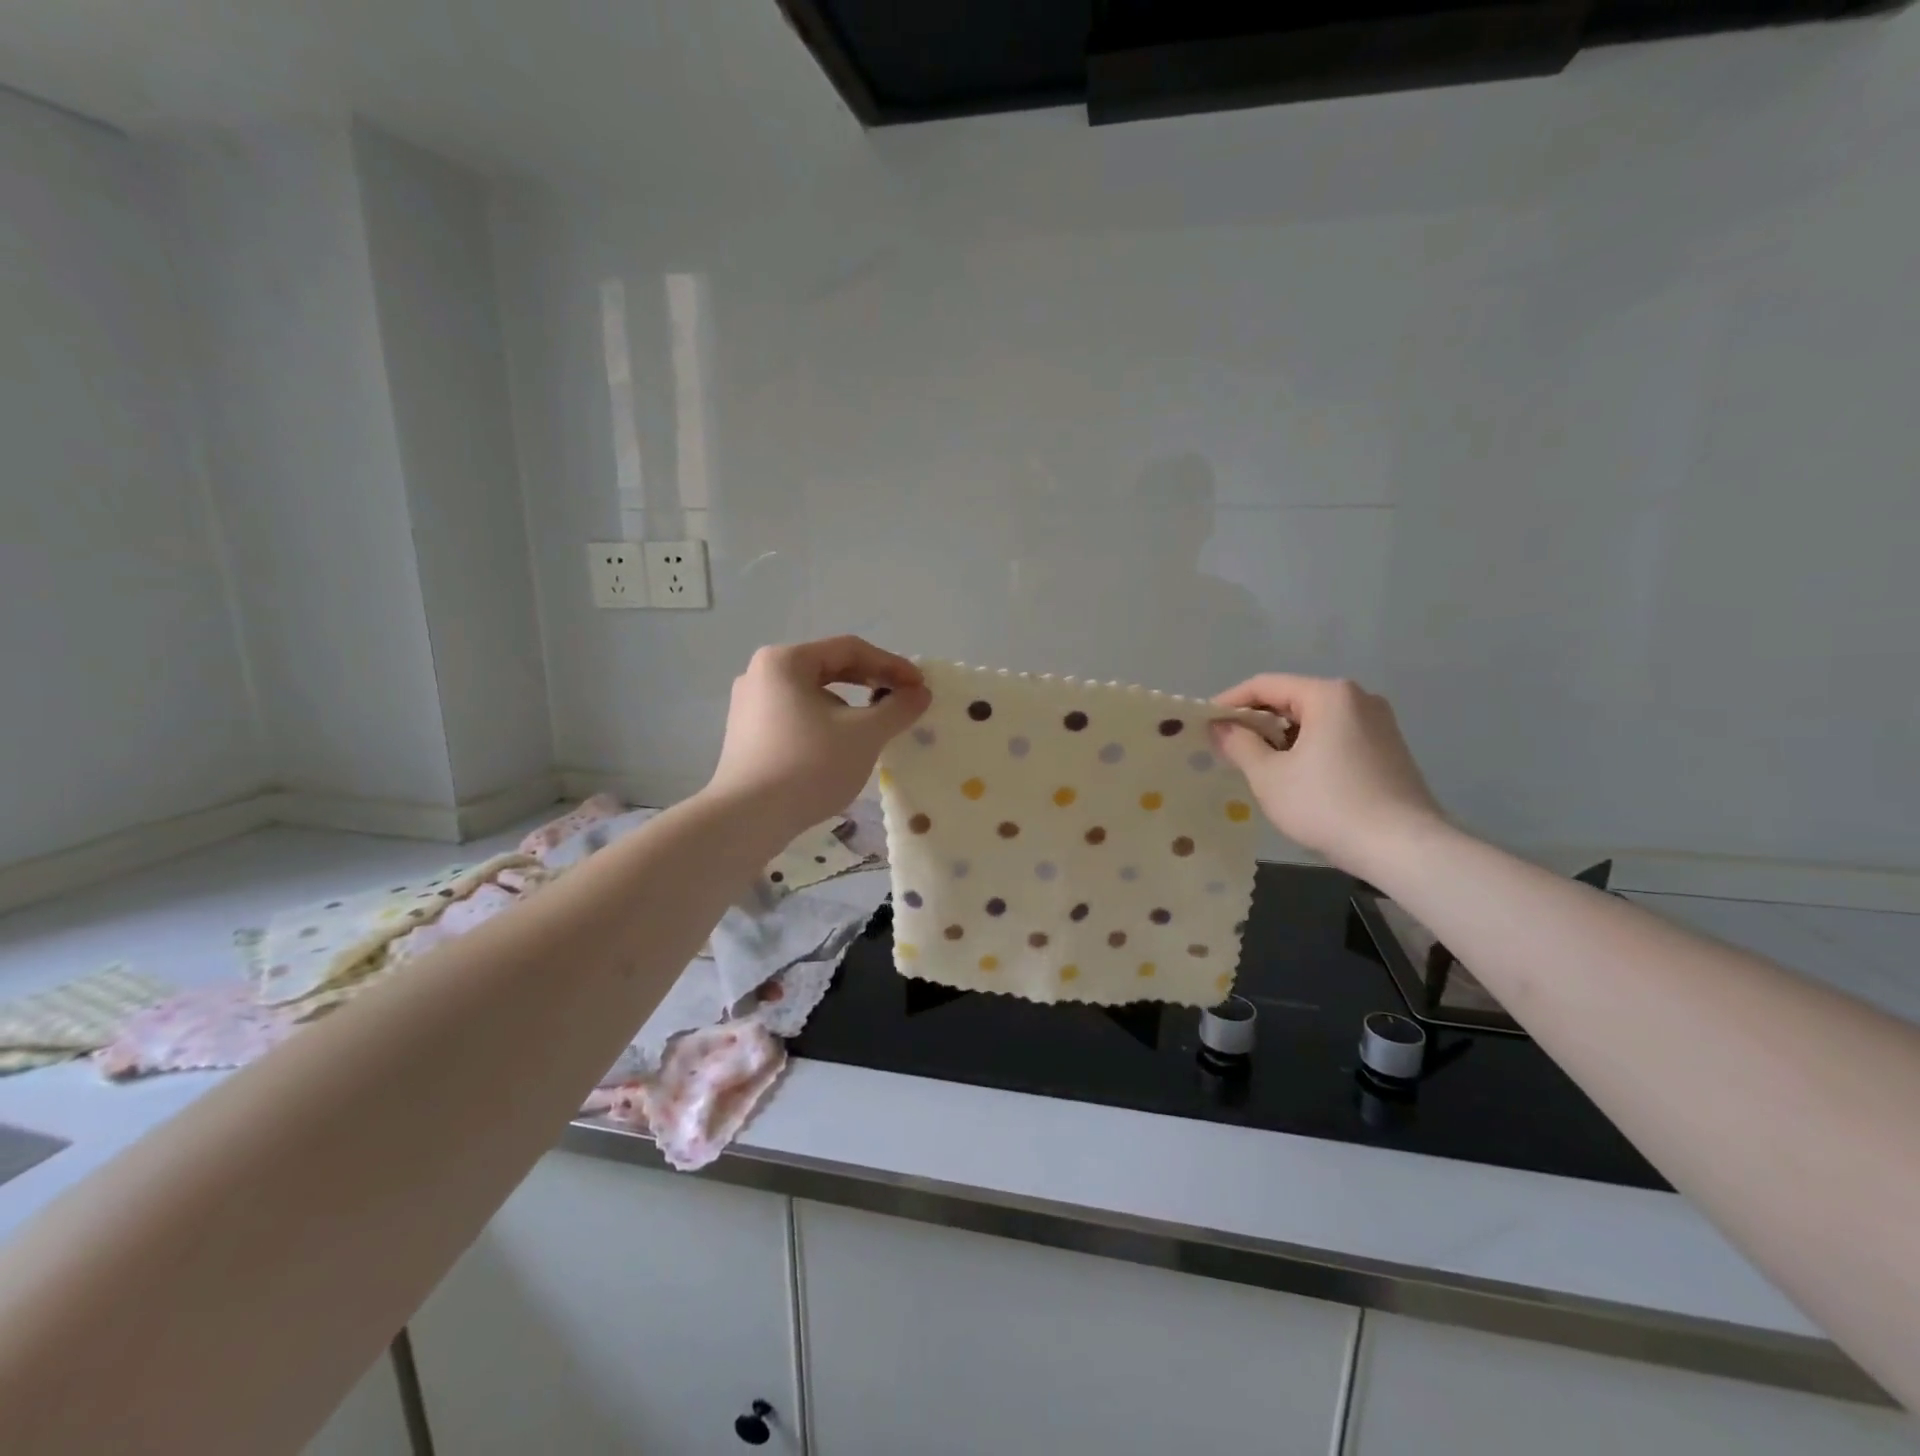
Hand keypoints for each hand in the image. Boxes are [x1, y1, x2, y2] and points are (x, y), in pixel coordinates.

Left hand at [707, 636, 929, 833]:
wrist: (748, 818)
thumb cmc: (809, 765)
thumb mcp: (865, 734)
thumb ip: (897, 708)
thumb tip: (920, 693)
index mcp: (786, 660)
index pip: (850, 649)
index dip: (892, 665)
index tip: (920, 687)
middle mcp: (762, 673)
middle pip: (829, 667)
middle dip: (871, 682)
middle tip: (903, 700)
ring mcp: (750, 704)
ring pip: (813, 693)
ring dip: (851, 704)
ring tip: (878, 724)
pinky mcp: (748, 734)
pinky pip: (797, 715)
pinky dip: (827, 722)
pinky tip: (844, 744)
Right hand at [1210, 675, 1444, 874]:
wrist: (1403, 848)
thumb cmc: (1328, 805)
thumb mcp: (1269, 776)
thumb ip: (1239, 744)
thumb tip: (1220, 727)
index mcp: (1329, 695)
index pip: (1265, 685)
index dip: (1230, 702)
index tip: (1205, 723)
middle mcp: (1358, 698)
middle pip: (1292, 699)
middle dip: (1256, 722)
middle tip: (1227, 747)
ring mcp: (1379, 723)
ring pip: (1314, 720)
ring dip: (1281, 737)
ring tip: (1255, 764)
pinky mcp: (1389, 749)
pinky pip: (1336, 736)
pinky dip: (1308, 748)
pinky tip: (1294, 776)